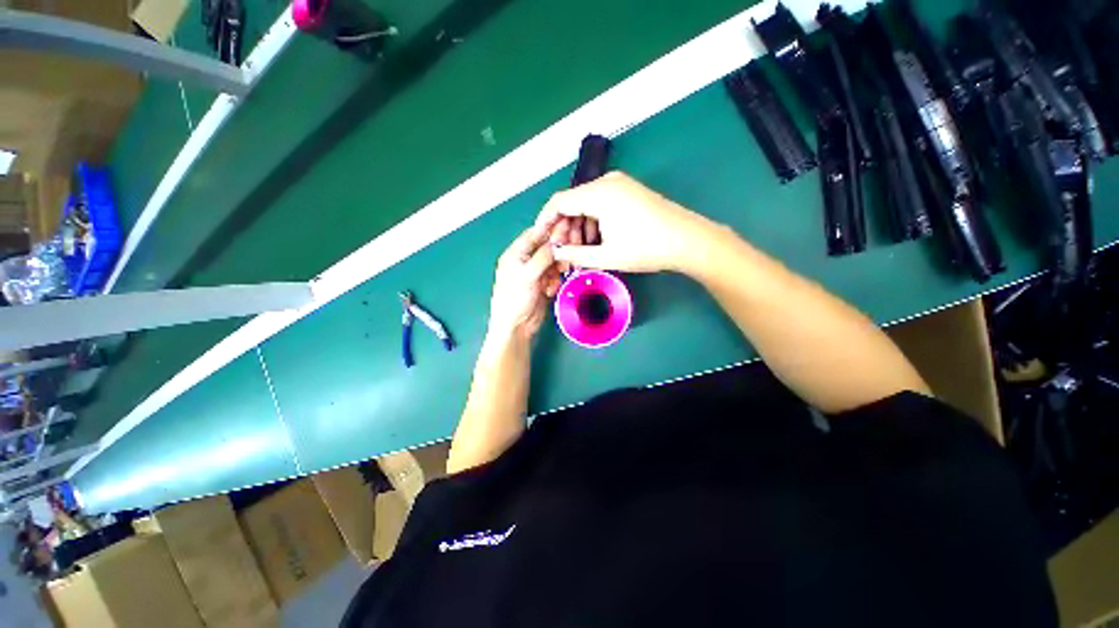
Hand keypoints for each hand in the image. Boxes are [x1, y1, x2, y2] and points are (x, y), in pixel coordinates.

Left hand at [486, 223, 562, 341]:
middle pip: (546, 247)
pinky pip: (555, 275)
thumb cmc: (514, 299)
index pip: (534, 234)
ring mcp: (535, 273)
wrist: (516, 327)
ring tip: (562, 271)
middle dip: (558, 248)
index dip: (549, 226)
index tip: (566, 219)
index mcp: (515, 254)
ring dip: (558, 266)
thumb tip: (557, 242)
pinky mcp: (544, 284)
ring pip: (553, 261)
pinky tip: (552, 288)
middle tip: (571, 248)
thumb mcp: (527, 275)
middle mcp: (526, 261)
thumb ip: (543, 257)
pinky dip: (556, 279)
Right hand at [536, 172, 713, 273]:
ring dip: (579, 226)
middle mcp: (607, 182)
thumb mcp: (606, 256)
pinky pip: (602, 203)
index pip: (559, 202)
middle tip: (563, 251)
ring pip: (587, 204)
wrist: (687, 240)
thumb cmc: (645, 248)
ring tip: (580, 251)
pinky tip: (596, 241)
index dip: (546, 220)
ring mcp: (620, 184)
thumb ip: (575, 254)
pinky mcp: (630, 191)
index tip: (541, 238)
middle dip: (565, 228)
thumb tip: (556, 253)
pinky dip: (594, 221)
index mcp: (598, 193)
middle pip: (573, 202)